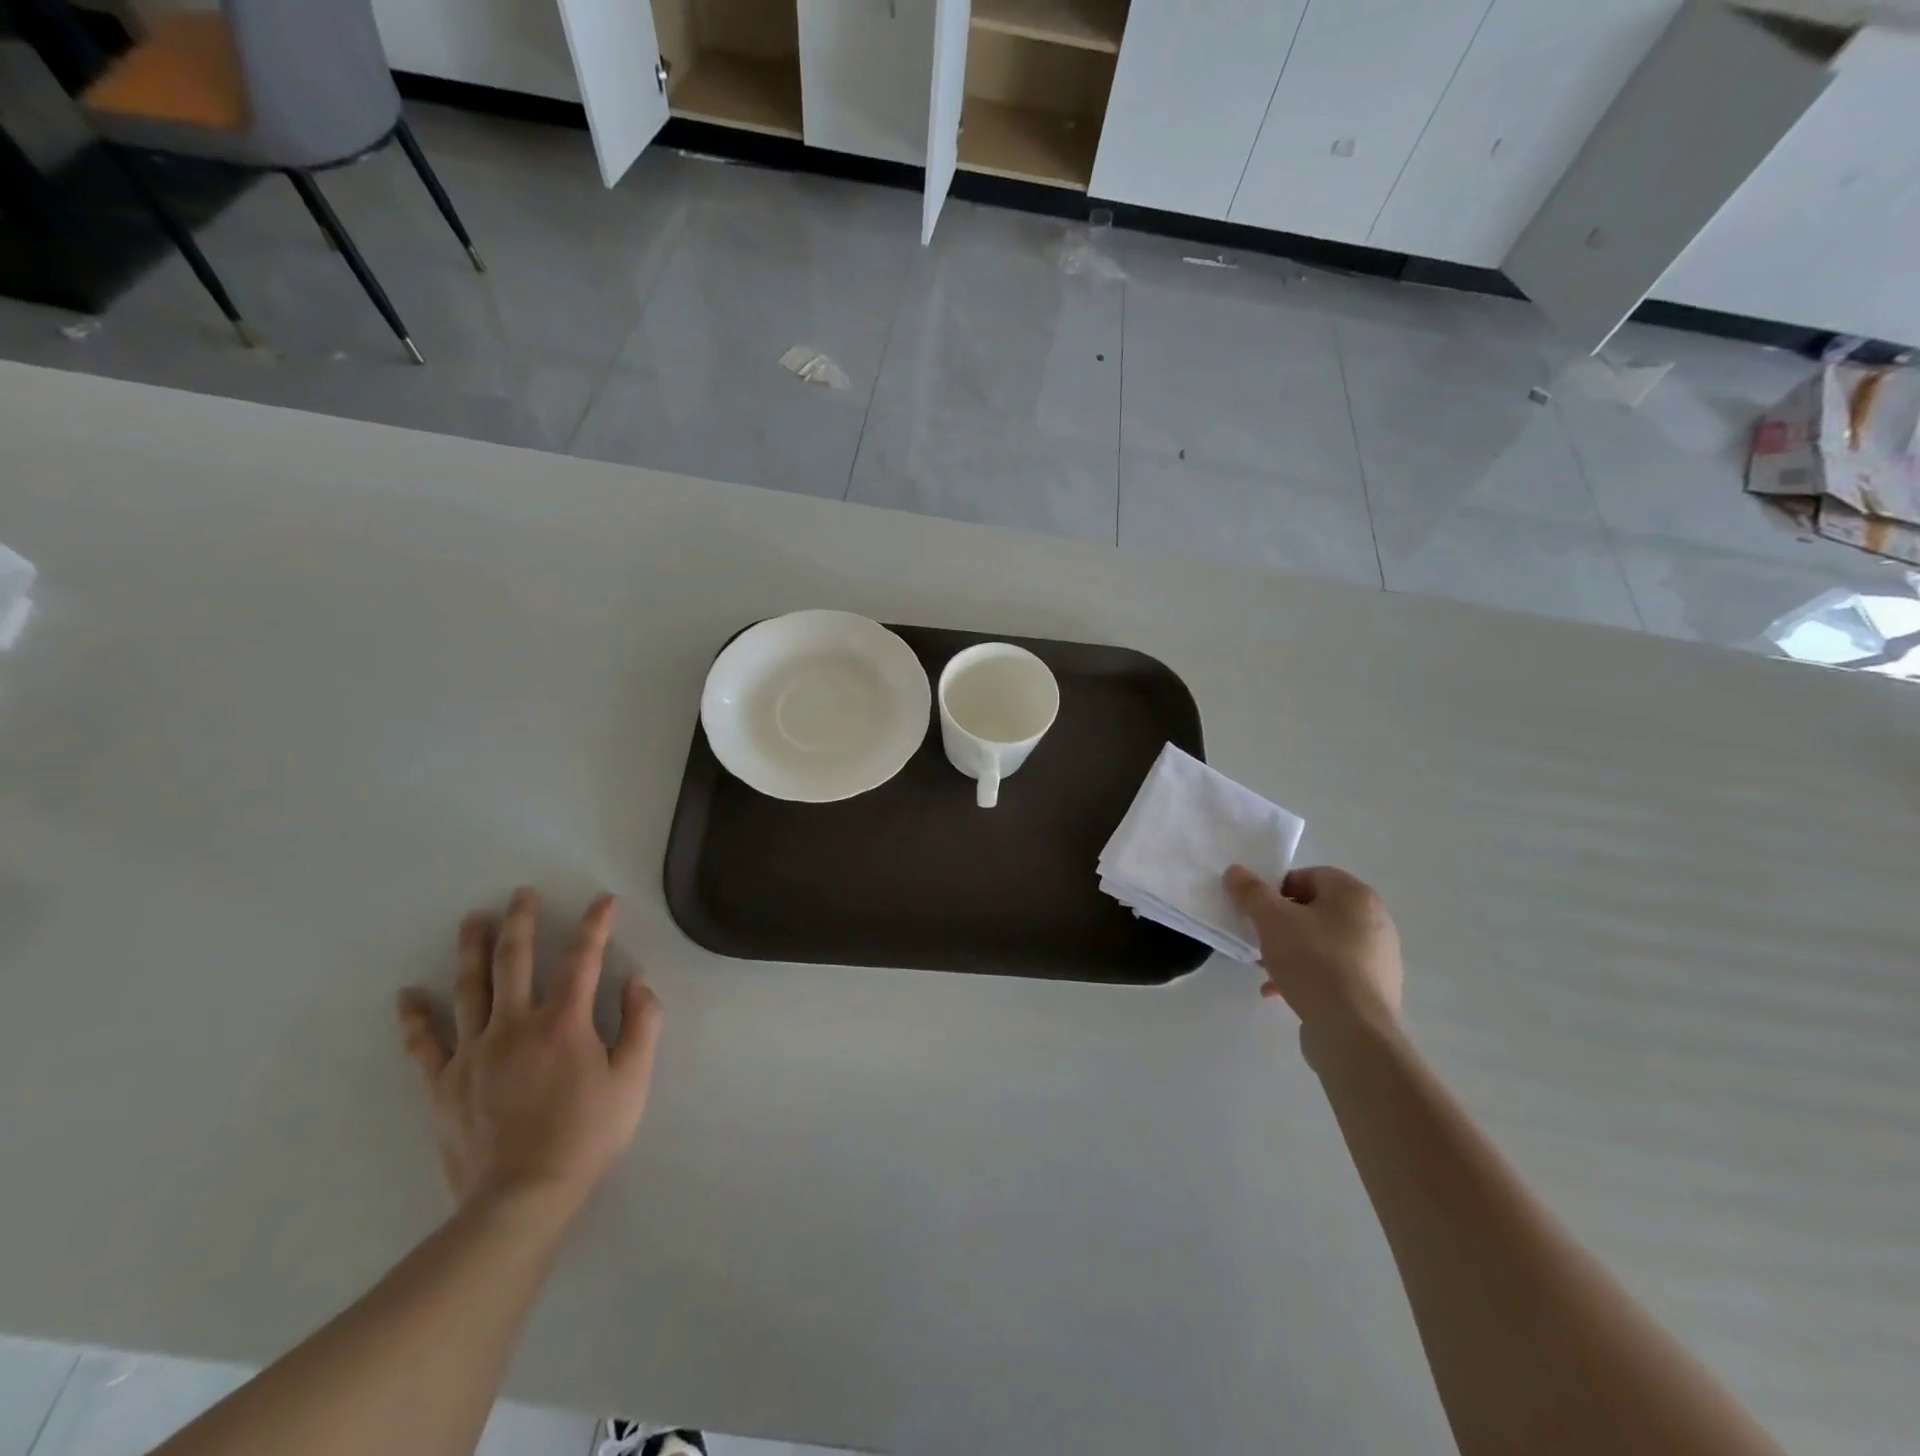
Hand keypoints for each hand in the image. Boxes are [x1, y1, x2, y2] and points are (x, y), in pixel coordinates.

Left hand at [396, 888, 662, 1220]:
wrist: (521, 1199)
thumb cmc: (587, 1135)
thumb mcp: (633, 1079)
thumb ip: (642, 1023)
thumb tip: (637, 980)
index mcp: (563, 1023)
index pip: (582, 959)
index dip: (594, 925)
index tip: (602, 901)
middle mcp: (514, 1026)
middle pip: (514, 961)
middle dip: (521, 922)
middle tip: (521, 894)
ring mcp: (473, 1053)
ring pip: (469, 989)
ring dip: (472, 950)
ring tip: (473, 920)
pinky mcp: (444, 1084)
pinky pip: (425, 1044)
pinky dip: (415, 1018)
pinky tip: (407, 995)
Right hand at [1224, 865, 1402, 1036]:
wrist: (1353, 1031)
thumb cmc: (1313, 962)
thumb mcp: (1271, 920)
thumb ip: (1250, 892)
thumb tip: (1235, 871)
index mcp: (1355, 895)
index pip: (1309, 876)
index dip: (1276, 889)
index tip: (1256, 910)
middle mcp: (1374, 920)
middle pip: (1315, 910)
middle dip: (1281, 922)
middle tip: (1257, 937)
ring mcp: (1377, 957)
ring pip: (1322, 942)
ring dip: (1290, 950)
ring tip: (1264, 968)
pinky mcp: (1374, 989)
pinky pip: (1333, 972)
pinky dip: (1306, 975)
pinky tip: (1279, 992)